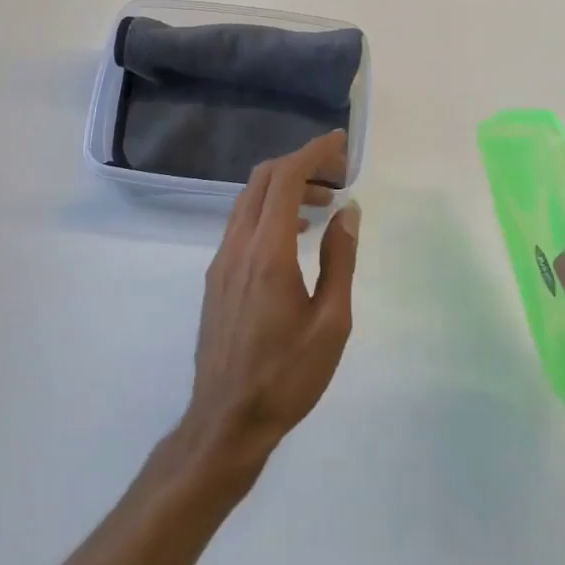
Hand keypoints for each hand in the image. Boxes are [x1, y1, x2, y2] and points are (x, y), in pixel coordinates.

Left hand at [183, 131, 360, 470]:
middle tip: (337, 172)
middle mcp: (237, 246)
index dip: (312, 152)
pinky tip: (295, 234)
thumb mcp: (331, 322)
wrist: (226, 421)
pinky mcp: (216, 277)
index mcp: (267, 252)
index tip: (340, 143)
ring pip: (248, 200)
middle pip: (262, 180)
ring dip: (284, 188)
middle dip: (300, 164)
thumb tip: (348, 210)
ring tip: (324, 203)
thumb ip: (339, 259)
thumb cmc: (287, 376)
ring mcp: (221, 261)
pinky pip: (242, 224)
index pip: (285, 179)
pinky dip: (269, 211)